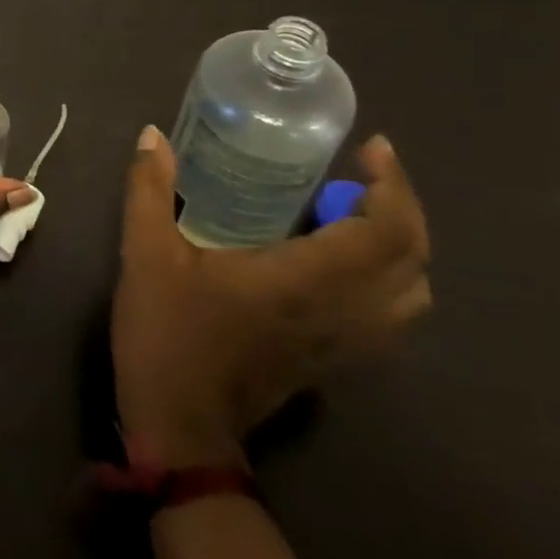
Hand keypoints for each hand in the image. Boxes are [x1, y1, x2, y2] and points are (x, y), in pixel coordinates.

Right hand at [112, 127, 431, 467]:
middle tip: (361, 173)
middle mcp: (344, 312)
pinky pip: (391, 316)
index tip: (370, 150)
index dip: (393, 185)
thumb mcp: (146, 253)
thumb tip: (152, 135)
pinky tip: (340, 261)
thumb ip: (149, 189)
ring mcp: (347, 344)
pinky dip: (387, 279)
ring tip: (355, 213)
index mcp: (307, 281)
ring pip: (412, 293)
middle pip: (414, 259)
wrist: (180, 424)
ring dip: (400, 245)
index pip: (387, 232)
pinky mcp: (337, 361)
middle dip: (401, 206)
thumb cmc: (168, 333)